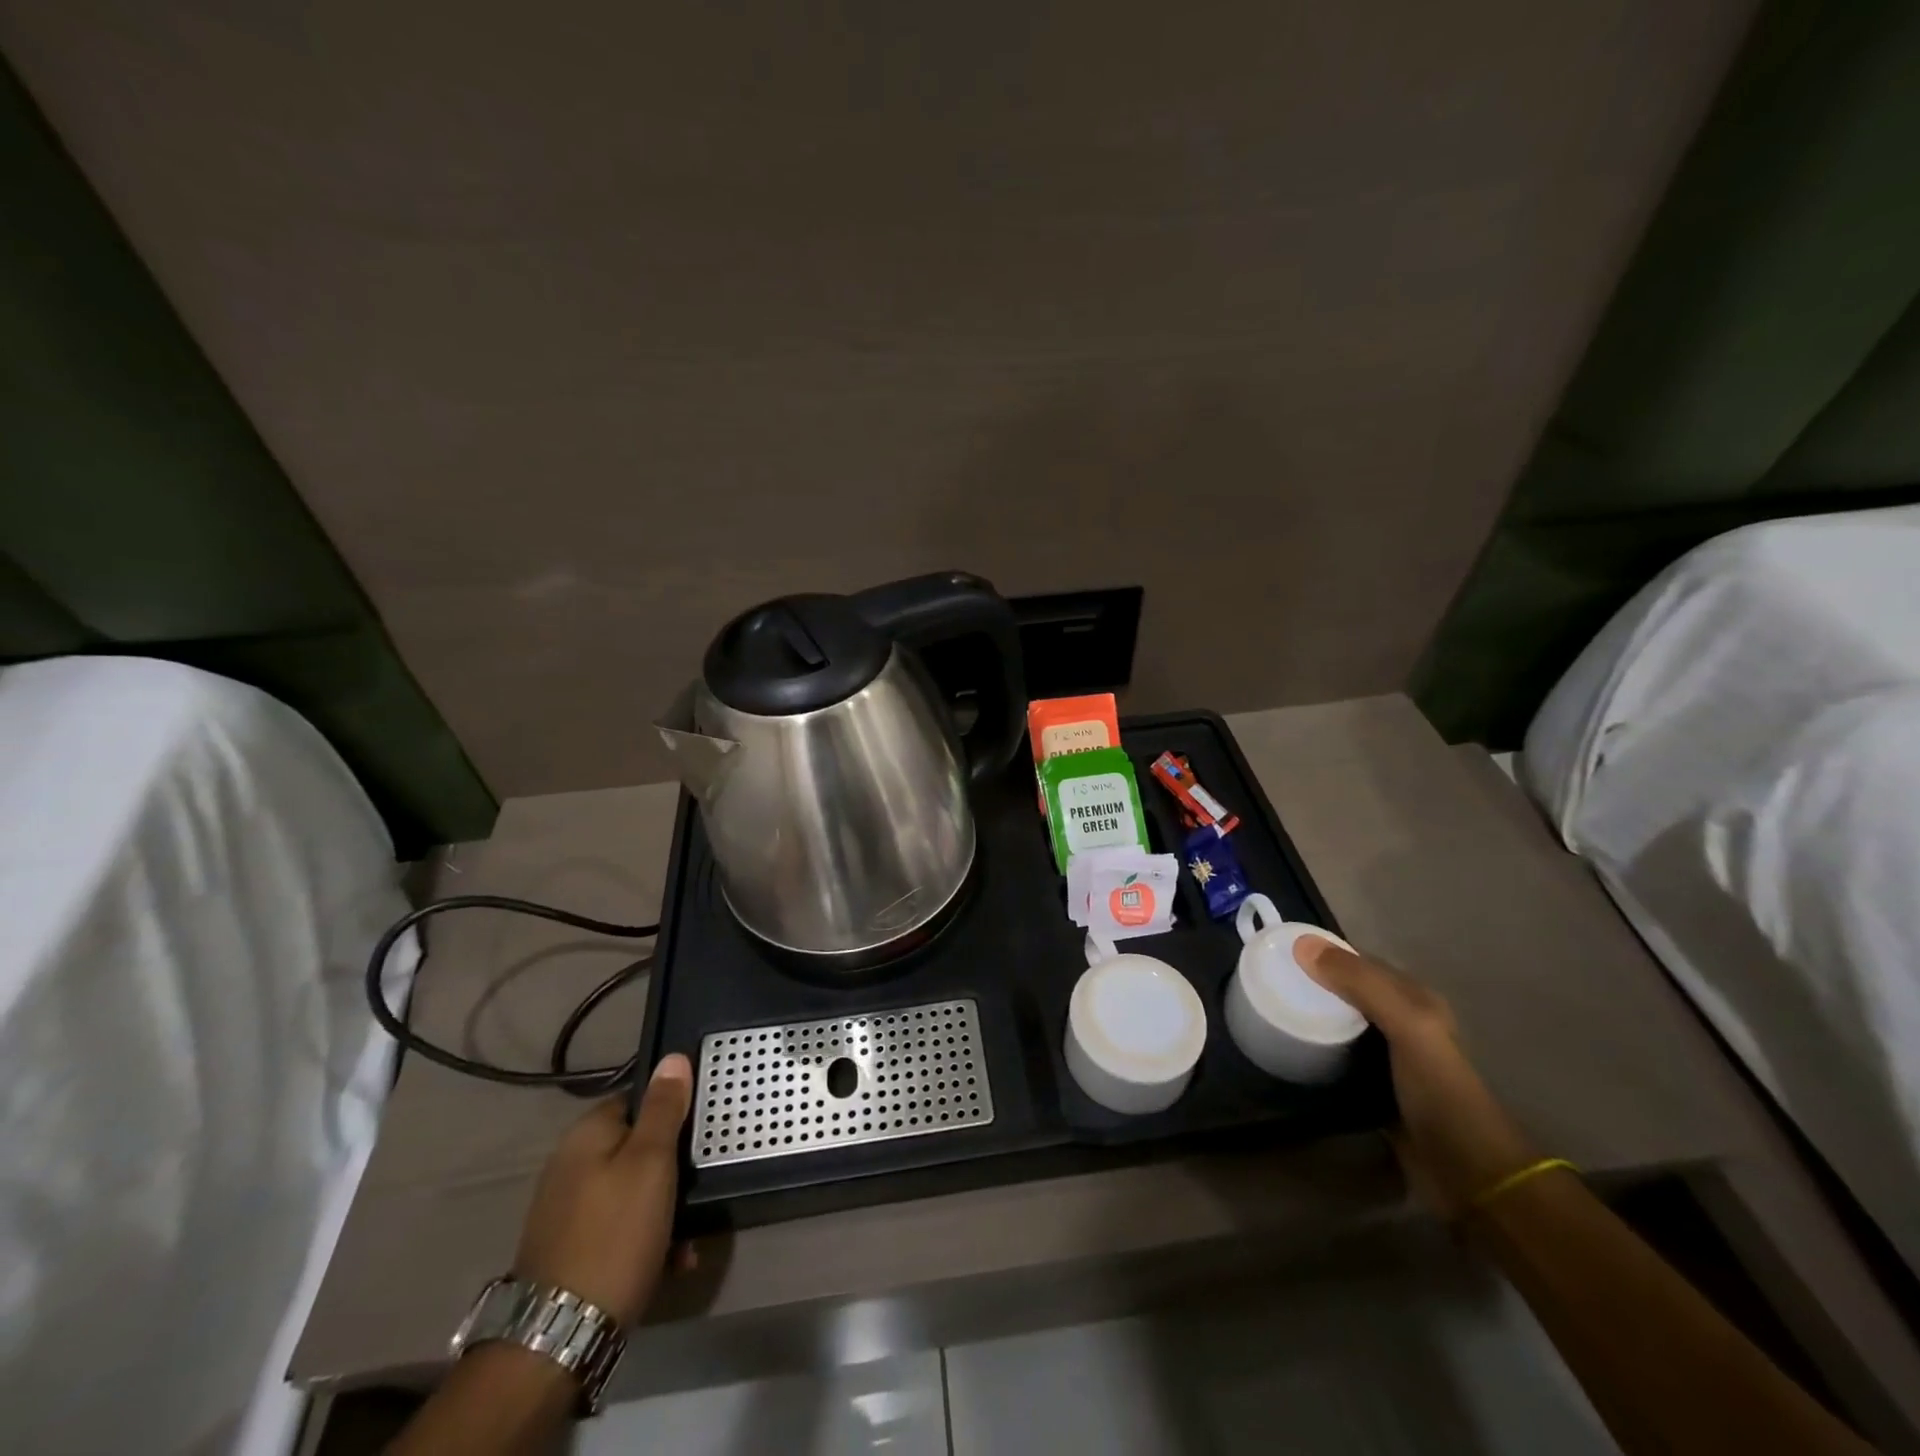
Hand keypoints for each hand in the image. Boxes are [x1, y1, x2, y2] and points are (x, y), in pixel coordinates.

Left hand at [512, 1054, 692, 1325]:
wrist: (559, 1336)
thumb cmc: (615, 1233)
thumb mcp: (652, 1162)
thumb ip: (664, 1108)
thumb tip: (672, 1057)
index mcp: (586, 1134)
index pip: (637, 1100)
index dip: (672, 1111)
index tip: (700, 1131)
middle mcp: (570, 1164)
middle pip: (636, 1147)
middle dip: (672, 1166)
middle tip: (700, 1183)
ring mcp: (566, 1209)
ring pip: (632, 1190)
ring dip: (665, 1206)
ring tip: (691, 1233)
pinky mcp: (570, 1249)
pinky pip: (620, 1227)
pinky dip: (647, 1237)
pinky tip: (672, 1260)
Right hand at [1295, 939, 1536, 1216]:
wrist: (1468, 1173)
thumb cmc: (1440, 1091)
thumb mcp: (1407, 1026)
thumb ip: (1360, 984)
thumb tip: (1302, 944)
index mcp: (1415, 1000)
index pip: (1360, 962)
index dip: (1323, 952)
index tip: (1277, 950)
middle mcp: (1402, 1023)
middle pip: (1347, 991)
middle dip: (1311, 983)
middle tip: (1265, 980)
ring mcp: (1388, 1058)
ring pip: (1340, 1023)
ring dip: (1311, 1015)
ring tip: (1268, 1008)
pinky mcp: (1374, 1088)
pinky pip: (1337, 1056)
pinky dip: (1315, 1048)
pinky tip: (1289, 1048)